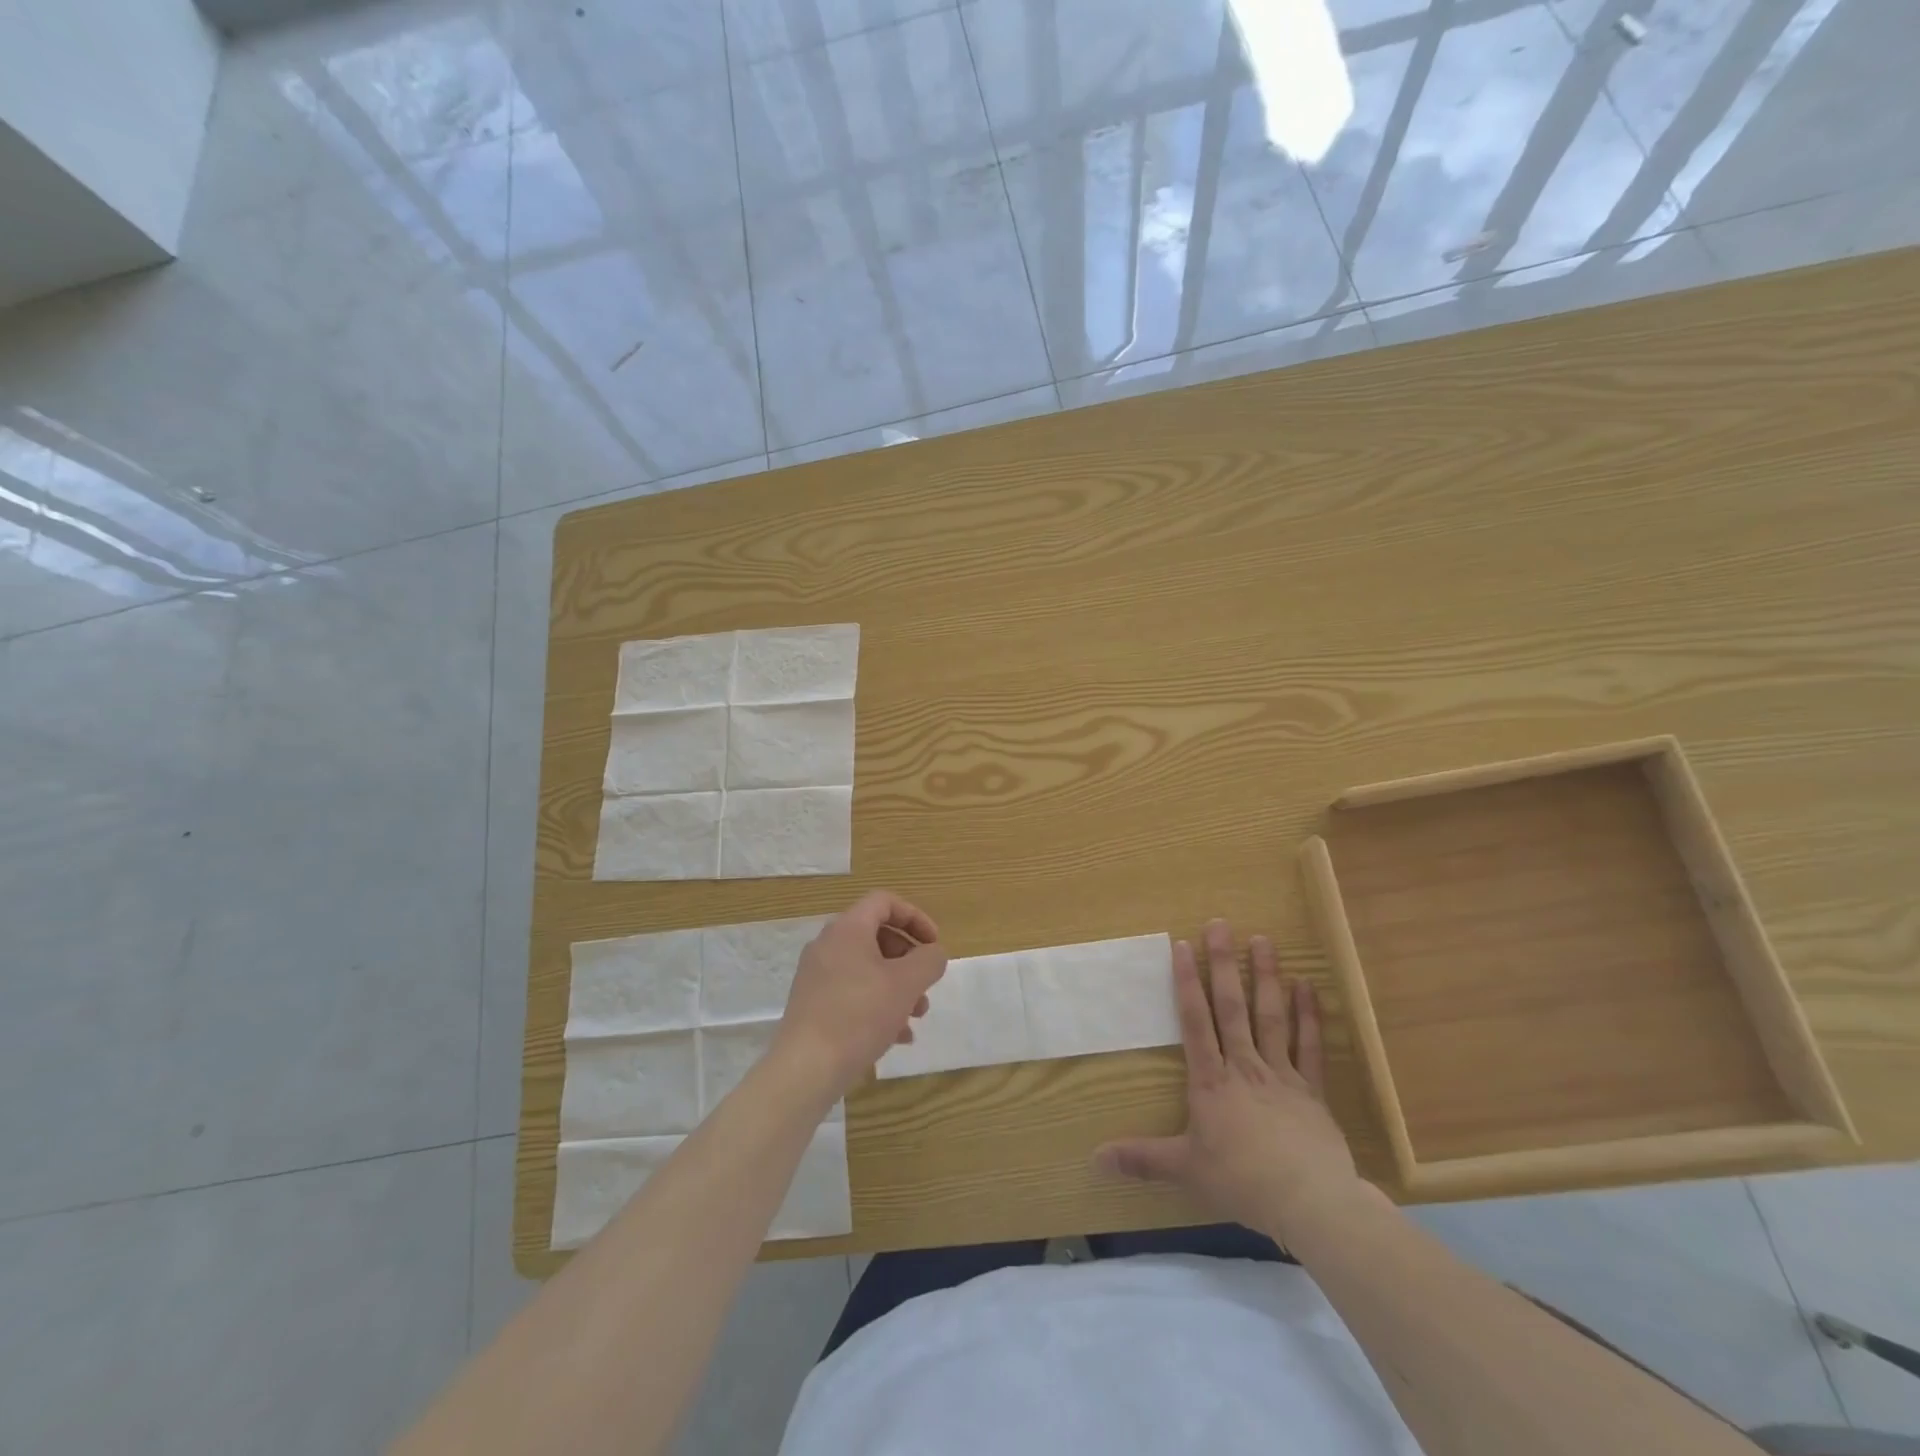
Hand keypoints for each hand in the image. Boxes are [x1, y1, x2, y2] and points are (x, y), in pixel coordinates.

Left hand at [774, 890, 948, 1098]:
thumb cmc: (860, 1015)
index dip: (915, 917)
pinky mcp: (813, 1003)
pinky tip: (897, 1036)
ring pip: (867, 968)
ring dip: (897, 986)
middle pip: (877, 936)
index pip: (884, 902)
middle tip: (926, 984)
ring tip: (916, 1016)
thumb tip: (933, 953)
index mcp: (848, 929)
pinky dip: (878, 1004)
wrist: (806, 1068)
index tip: (934, 944)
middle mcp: (828, 945)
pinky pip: (853, 992)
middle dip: (909, 959)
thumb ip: (929, 960)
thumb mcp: (907, 984)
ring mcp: (817, 975)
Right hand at [1096, 920, 1360, 1240]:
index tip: (1182, 945)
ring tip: (1263, 940)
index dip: (1186, 982)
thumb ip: (1142, 1159)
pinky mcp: (1312, 1090)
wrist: (1311, 1203)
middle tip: (1220, 925)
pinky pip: (1310, 1046)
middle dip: (1223, 964)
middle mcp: (1244, 1066)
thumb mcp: (1185, 1170)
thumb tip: (1094, 1158)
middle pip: (1231, 1007)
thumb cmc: (1242, 1181)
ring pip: (1270, 1016)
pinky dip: (1309, 1016)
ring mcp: (1281, 1074)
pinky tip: (1307, 985)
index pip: (1195, 1021)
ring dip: (1266, 977)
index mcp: (1212, 1081)